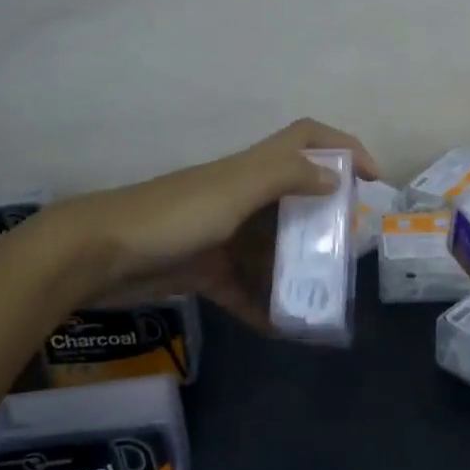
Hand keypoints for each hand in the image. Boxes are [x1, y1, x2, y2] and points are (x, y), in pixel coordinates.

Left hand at [41, 119, 379, 334]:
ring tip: (324, 298)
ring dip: (297, 270)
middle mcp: (242, 196)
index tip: (373, 178)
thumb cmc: (173, 215)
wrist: (97, 254)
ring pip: (272, 248)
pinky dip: (263, 305)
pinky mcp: (204, 270)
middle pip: (296, 198)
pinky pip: (244, 288)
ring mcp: (223, 234)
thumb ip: (285, 177)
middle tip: (349, 250)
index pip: (306, 139)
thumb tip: (334, 177)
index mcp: (251, 169)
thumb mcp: (234, 190)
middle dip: (326, 220)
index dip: (343, 147)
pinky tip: (283, 329)